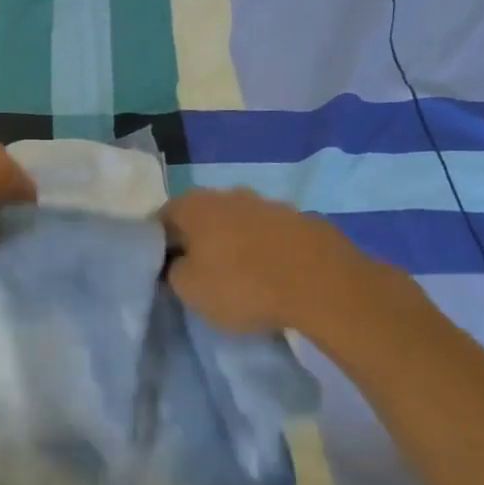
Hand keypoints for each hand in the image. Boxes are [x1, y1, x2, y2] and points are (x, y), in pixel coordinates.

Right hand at [160, 187, 375, 332]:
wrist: (324, 285)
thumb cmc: (244, 286)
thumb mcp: (190, 290)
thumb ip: (173, 272)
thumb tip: (177, 263)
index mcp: (195, 205)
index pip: (162, 217)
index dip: (159, 243)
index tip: (164, 268)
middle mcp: (230, 194)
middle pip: (203, 216)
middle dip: (198, 240)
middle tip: (200, 272)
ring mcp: (270, 204)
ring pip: (240, 222)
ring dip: (235, 242)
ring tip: (241, 275)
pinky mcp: (304, 220)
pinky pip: (272, 234)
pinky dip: (267, 249)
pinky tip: (274, 274)